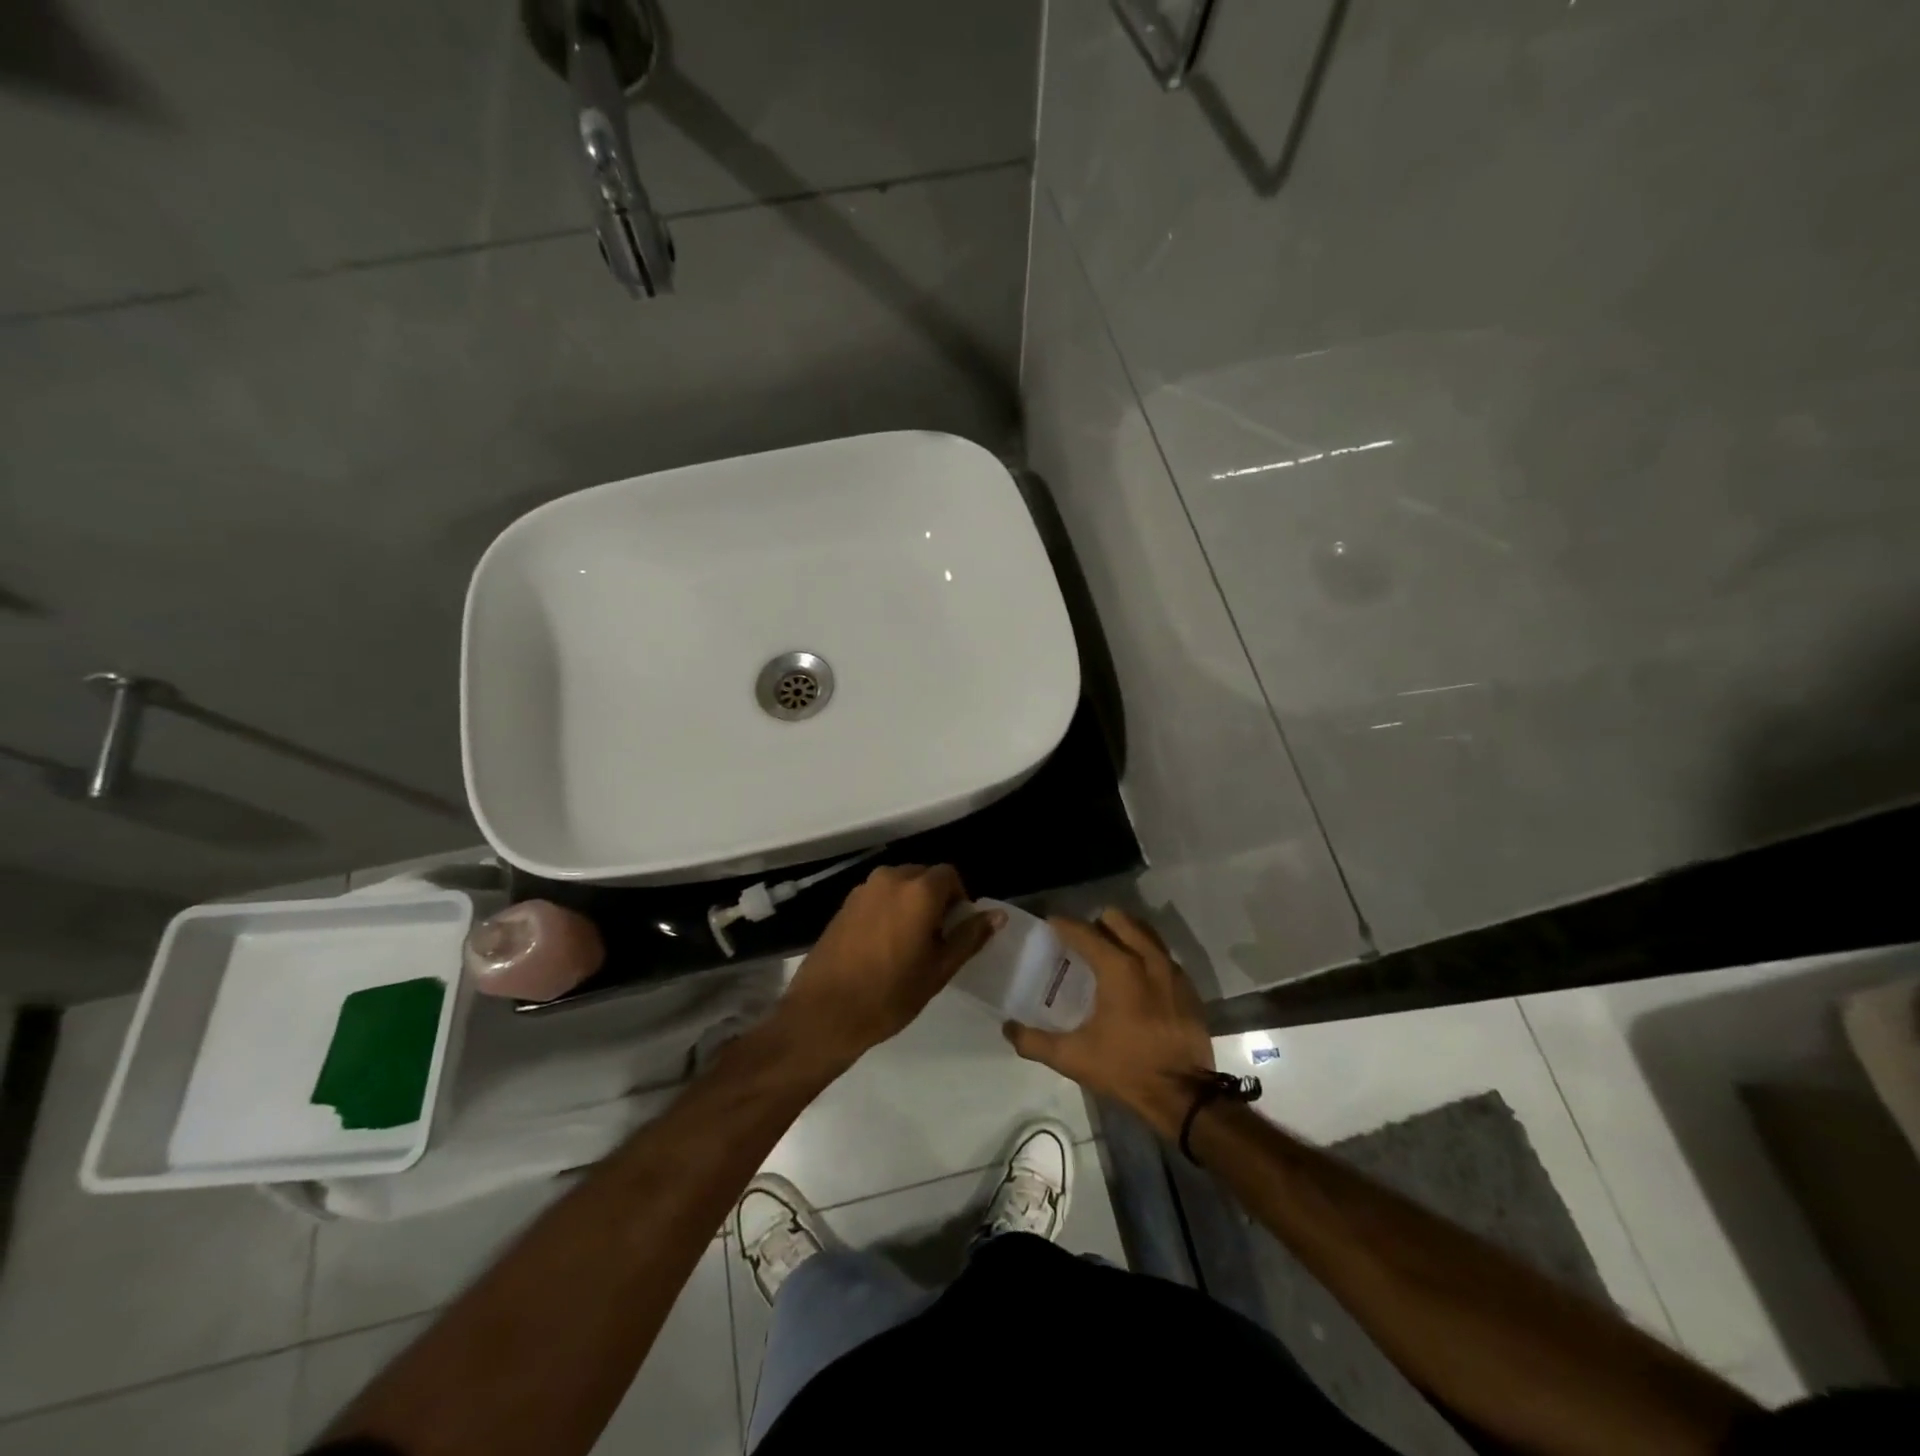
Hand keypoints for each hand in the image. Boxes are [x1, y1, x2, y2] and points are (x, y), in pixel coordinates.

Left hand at [778, 864, 1000, 1066]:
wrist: (825, 1012)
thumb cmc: (890, 993)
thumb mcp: (939, 969)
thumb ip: (969, 936)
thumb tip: (997, 915)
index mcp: (918, 890)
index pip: (950, 875)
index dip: (960, 898)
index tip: (957, 928)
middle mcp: (890, 879)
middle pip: (924, 876)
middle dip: (935, 899)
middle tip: (936, 937)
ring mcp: (863, 890)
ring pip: (899, 885)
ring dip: (911, 903)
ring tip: (909, 942)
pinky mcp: (845, 904)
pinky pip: (878, 896)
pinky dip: (888, 909)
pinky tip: (884, 944)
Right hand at [1002, 908, 1213, 1137]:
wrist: (1184, 1096)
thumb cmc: (1126, 1068)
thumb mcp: (1073, 1058)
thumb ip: (1034, 1042)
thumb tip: (1007, 1028)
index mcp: (1118, 967)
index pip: (1084, 931)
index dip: (1064, 925)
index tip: (1050, 924)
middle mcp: (1148, 958)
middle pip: (1119, 920)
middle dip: (1097, 924)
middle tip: (1081, 943)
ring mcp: (1172, 970)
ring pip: (1144, 932)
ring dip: (1124, 935)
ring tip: (1108, 954)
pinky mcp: (1188, 987)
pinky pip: (1162, 955)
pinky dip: (1145, 956)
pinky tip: (1135, 980)